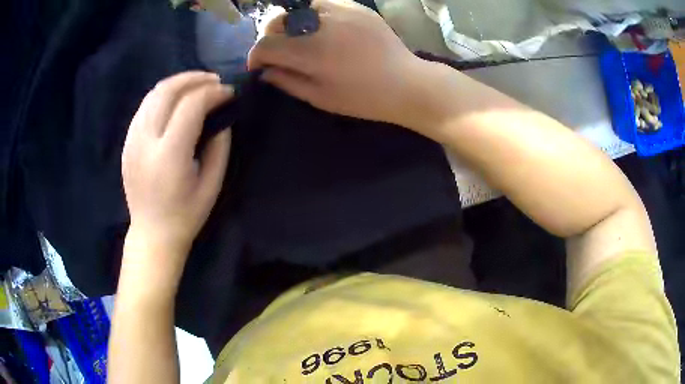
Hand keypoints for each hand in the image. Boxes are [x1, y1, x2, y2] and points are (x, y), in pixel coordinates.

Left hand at [121, 72, 231, 279]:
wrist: (151, 234)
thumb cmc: (185, 215)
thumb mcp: (212, 184)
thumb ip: (219, 146)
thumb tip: (222, 117)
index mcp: (169, 155)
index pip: (191, 105)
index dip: (213, 92)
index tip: (228, 93)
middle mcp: (146, 141)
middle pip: (167, 90)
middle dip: (195, 79)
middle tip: (214, 81)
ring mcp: (132, 139)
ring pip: (153, 94)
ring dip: (178, 83)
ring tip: (197, 86)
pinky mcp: (127, 142)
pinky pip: (145, 106)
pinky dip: (163, 96)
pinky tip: (176, 101)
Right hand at [248, 0, 432, 128]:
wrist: (407, 83)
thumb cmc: (364, 98)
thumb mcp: (320, 97)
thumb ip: (287, 81)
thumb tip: (265, 71)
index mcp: (311, 52)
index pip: (266, 44)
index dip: (256, 55)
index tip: (259, 65)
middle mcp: (322, 25)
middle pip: (277, 19)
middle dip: (269, 35)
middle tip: (277, 50)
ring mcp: (341, 11)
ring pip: (299, 8)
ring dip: (291, 23)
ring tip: (300, 37)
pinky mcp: (357, 6)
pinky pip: (324, 3)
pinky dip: (314, 14)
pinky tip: (323, 28)